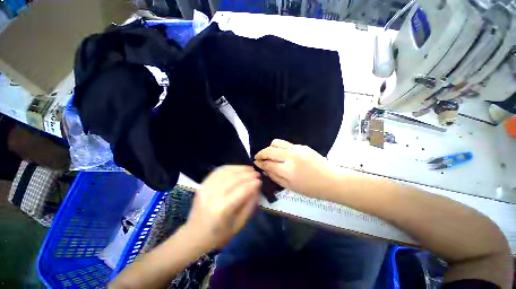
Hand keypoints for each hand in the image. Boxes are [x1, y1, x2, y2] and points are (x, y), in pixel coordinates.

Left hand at [184, 166, 260, 251]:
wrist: (194, 236)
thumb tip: (257, 188)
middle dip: (248, 175)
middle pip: (233, 179)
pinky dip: (229, 168)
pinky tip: (237, 169)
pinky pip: (218, 172)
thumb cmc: (219, 235)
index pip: (241, 191)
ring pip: (226, 172)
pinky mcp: (202, 185)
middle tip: (257, 174)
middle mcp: (212, 196)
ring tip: (249, 169)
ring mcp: (205, 188)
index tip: (260, 181)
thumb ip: (249, 204)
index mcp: (222, 209)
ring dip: (240, 169)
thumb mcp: (239, 224)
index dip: (252, 184)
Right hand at [254, 139, 337, 198]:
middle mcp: (290, 156)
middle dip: (261, 153)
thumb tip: (264, 170)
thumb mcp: (290, 187)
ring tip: (269, 154)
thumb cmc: (311, 188)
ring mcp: (296, 149)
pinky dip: (280, 148)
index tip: (255, 162)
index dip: (260, 163)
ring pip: (276, 142)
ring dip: (269, 148)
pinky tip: (282, 154)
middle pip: (269, 150)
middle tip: (258, 157)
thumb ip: (275, 177)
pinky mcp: (302, 145)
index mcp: (287, 170)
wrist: (331, 180)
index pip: (268, 163)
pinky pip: (286, 144)